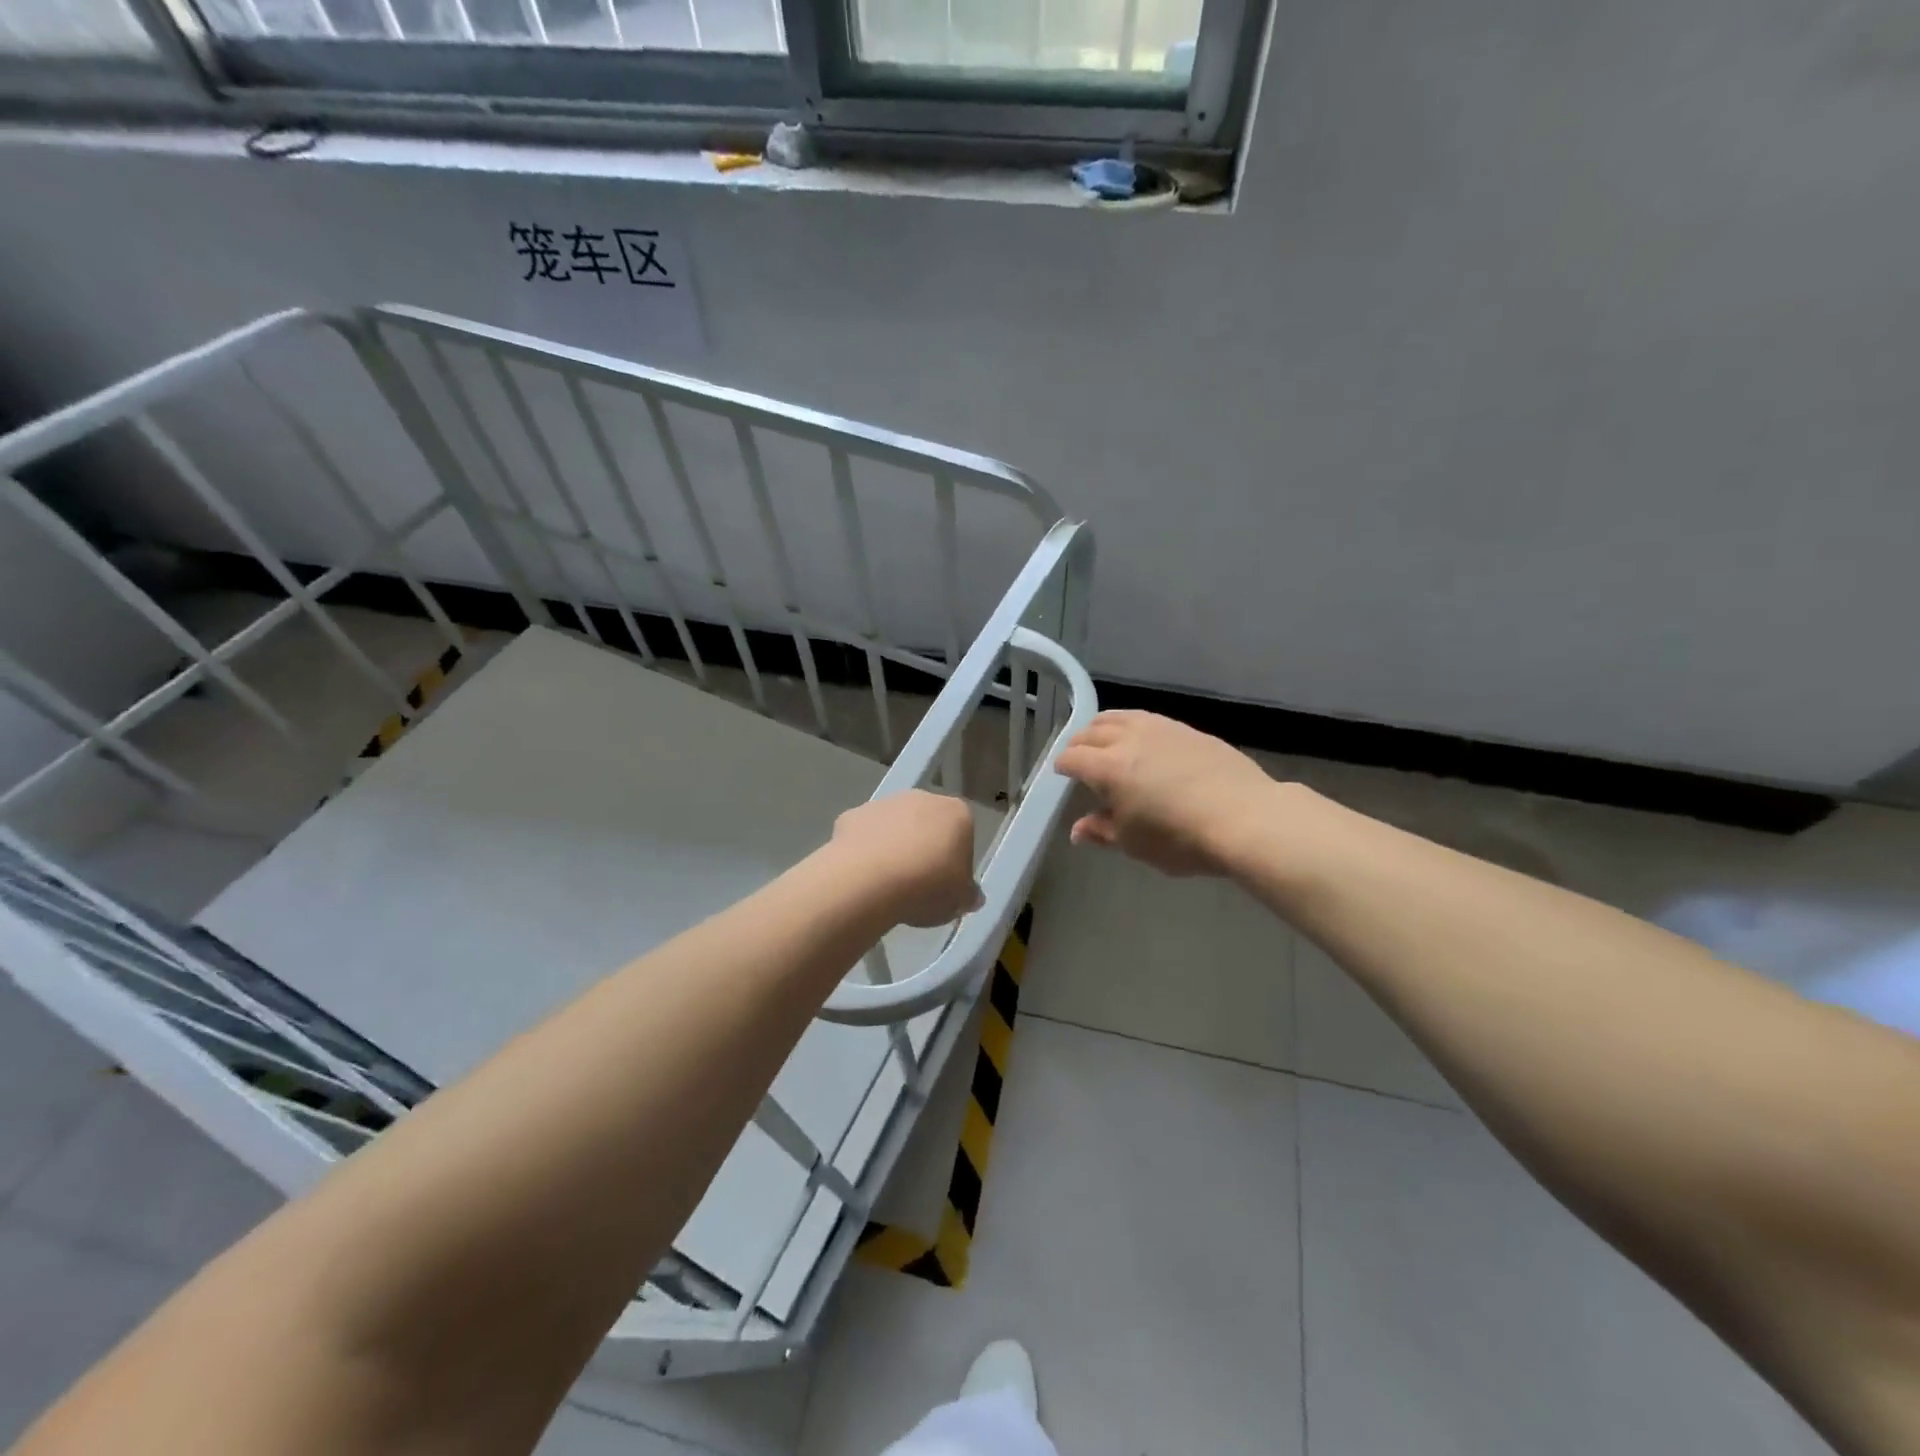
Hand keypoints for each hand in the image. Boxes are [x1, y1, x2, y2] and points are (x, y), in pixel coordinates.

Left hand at [831, 790, 983, 927]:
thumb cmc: (927, 886)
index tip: (947, 884)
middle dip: (925, 848)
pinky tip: (863, 876)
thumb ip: (968, 894)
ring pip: (895, 826)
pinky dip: (865, 850)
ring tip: (888, 884)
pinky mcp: (852, 815)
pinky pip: (865, 834)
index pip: (963, 834)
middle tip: (918, 884)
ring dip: (894, 847)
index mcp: (957, 813)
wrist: (868, 880)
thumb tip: (972, 896)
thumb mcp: (959, 901)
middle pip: (928, 825)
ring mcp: (885, 803)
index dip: (956, 861)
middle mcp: (922, 798)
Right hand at [1054, 711, 1279, 876]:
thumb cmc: (1180, 838)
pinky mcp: (1186, 729)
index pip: (1072, 758)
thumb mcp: (1134, 844)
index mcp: (1107, 768)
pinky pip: (1147, 718)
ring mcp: (1160, 729)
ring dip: (1103, 727)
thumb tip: (1078, 830)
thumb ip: (1102, 831)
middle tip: (1079, 759)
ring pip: (1119, 717)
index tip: (1061, 776)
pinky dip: (1132, 725)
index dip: (1062, 767)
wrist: (1245, 817)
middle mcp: (1127, 739)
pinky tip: (1142, 739)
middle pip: (1091, 732)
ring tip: (1104, 740)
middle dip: (1078, 744)